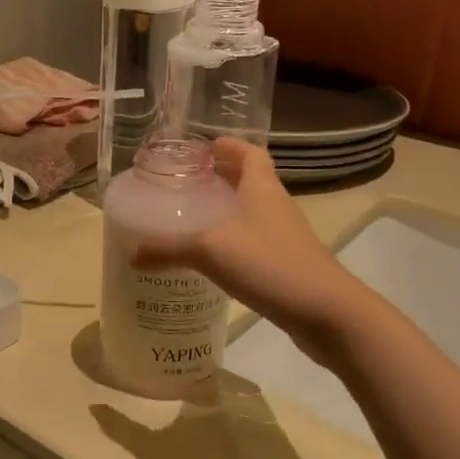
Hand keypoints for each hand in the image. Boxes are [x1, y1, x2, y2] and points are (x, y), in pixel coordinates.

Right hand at [135, 138, 361, 364]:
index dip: (227, 146)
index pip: (249, 152)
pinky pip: (254, 241)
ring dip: (225, 210)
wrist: (328, 313)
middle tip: (184, 184)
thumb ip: (168, 249)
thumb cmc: (270, 264)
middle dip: (219, 177)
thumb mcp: (210, 251)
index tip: (199, 149)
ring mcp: (284, 236)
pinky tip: (210, 259)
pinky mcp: (286, 263)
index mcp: (261, 188)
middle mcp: (275, 205)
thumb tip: (131, 253)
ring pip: (251, 212)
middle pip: (248, 180)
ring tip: (190, 219)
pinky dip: (232, 241)